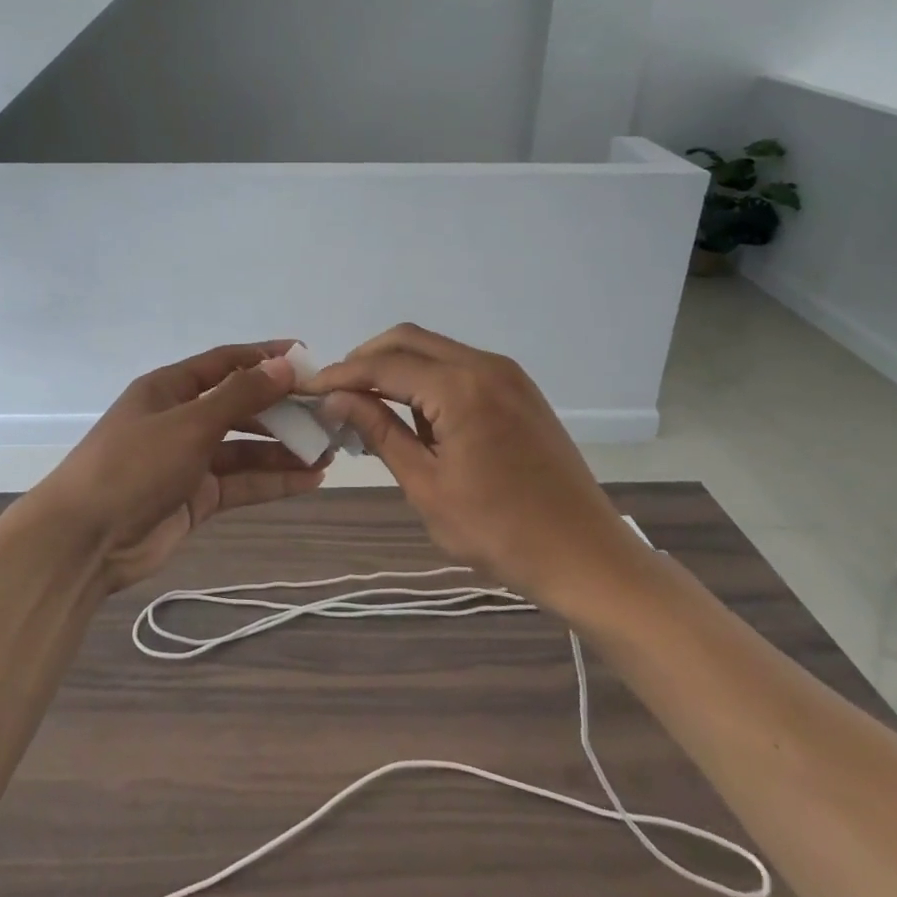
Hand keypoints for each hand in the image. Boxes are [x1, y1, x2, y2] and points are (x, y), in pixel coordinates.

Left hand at [23, 342, 328, 591]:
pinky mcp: (196, 498)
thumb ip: (241, 396)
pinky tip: (310, 480)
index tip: (307, 357)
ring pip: (245, 448)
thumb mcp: (190, 423)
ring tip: (328, 451)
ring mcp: (188, 460)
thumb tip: (285, 365)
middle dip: (282, 410)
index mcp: (170, 388)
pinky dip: (273, 480)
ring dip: (283, 449)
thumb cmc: (134, 465)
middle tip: (327, 414)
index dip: (265, 357)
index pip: (226, 362)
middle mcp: (181, 419)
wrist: (84, 540)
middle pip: (240, 406)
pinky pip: (241, 482)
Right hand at [307, 324, 647, 604]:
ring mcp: (507, 374)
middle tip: (337, 392)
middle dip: (367, 359)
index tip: (310, 390)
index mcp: (460, 388)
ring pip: (436, 349)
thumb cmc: (499, 531)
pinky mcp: (520, 390)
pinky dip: (428, 378)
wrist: (585, 555)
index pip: (384, 365)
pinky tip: (415, 414)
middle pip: (409, 340)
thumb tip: (335, 400)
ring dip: (398, 367)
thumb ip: (380, 432)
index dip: (342, 375)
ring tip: (368, 405)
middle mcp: (484, 366)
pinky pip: (460, 367)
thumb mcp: (427, 485)